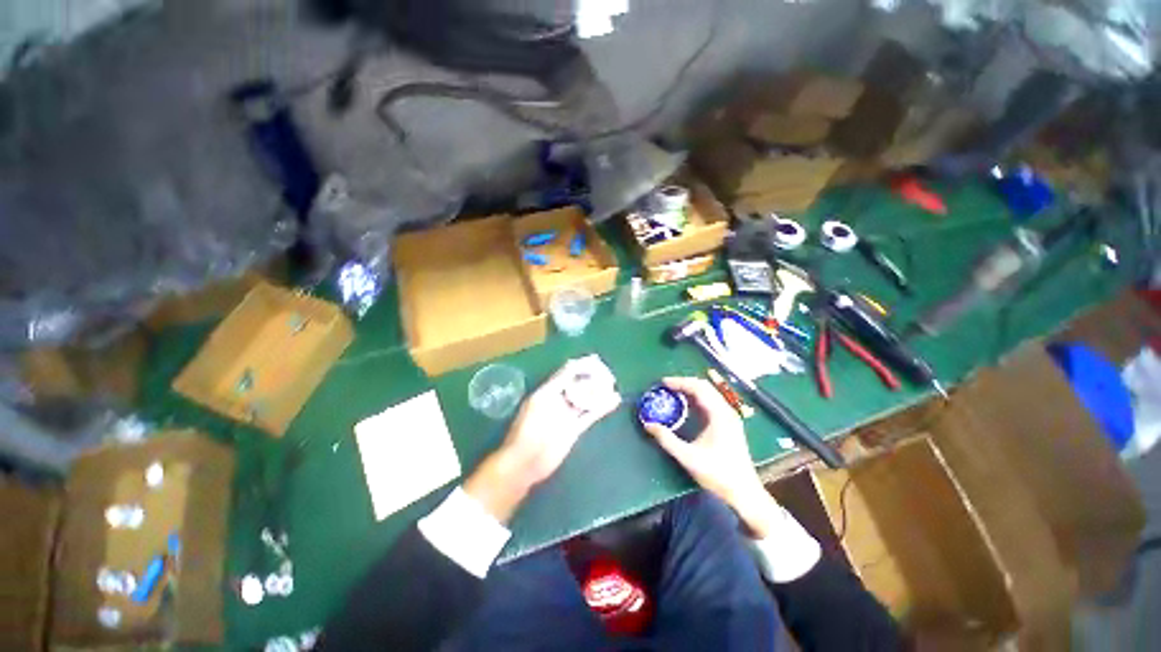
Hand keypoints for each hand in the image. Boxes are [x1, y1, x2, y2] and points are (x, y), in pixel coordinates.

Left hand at [465, 356, 621, 522]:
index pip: (567, 373)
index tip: (596, 360)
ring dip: (599, 392)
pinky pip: (590, 415)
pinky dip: (601, 407)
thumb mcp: (543, 399)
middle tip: (608, 373)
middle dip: (592, 378)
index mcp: (547, 391)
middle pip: (578, 385)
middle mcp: (558, 400)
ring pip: (586, 400)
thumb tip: (573, 363)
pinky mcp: (574, 429)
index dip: (580, 366)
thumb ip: (559, 382)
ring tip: (614, 384)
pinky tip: (613, 400)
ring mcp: (567, 415)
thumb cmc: (530, 428)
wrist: (525, 461)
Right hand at [643, 377, 780, 537]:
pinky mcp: (729, 424)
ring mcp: (729, 417)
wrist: (744, 492)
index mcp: (719, 415)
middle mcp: (726, 411)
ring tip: (673, 393)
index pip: (698, 388)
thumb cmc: (718, 474)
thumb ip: (667, 439)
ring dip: (690, 390)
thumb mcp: (688, 457)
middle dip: (684, 383)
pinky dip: (696, 399)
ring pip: (709, 394)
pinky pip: (711, 403)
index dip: (679, 382)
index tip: (663, 383)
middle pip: (704, 387)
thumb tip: (648, 424)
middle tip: (666, 386)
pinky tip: (686, 406)